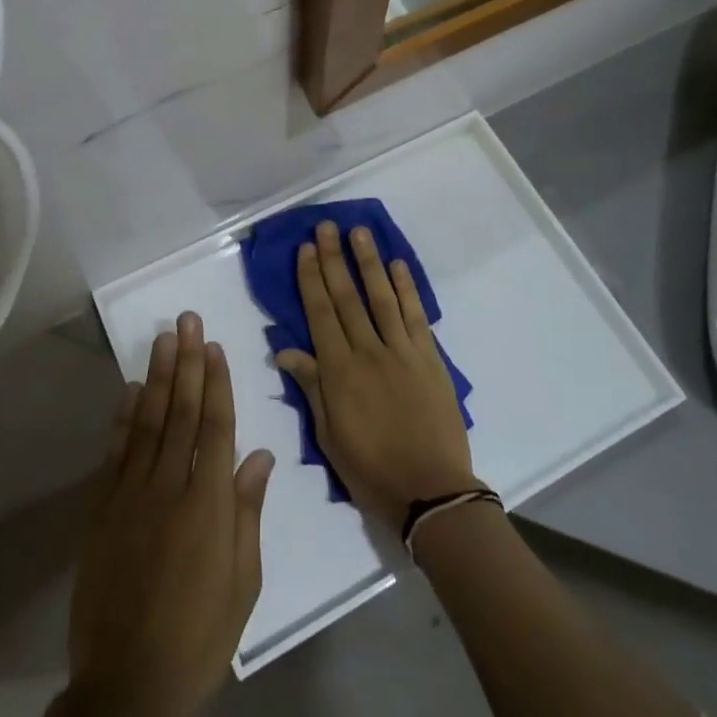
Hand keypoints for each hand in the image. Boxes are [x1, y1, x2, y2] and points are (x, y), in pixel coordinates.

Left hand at [68, 312, 275, 716]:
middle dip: (187, 362)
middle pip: (182, 412)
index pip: (216, 427)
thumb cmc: (199, 634)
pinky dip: (124, 418)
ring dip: (158, 377)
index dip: (216, 382)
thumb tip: (260, 455)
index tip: (214, 346)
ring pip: (149, 422)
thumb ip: (248, 511)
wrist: (127, 682)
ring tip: (163, 339)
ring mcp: (131, 496)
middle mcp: (170, 486)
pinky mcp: (102, 511)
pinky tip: (131, 391)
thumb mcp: (243, 581)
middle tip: (187, 320)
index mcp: (209, 503)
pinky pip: (116, 453)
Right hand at [274, 222, 475, 530]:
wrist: (431, 490)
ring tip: (359, 232)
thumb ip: (311, 387)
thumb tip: (285, 350)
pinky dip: (406, 288)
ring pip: (381, 297)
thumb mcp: (329, 435)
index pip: (320, 314)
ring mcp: (402, 351)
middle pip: (347, 297)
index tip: (305, 249)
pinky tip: (397, 265)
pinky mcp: (429, 357)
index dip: (311, 279)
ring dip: (369, 262)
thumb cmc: (371, 469)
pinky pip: (415, 315)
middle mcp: (368, 351)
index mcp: (339, 372)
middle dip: (334, 259)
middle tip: (326, 226)